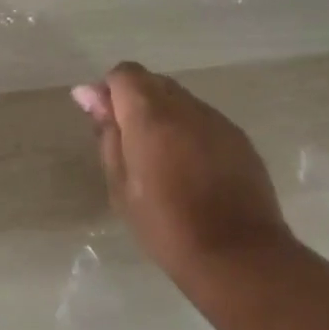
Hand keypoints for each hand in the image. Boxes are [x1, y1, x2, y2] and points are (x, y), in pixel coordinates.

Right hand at [73, 62, 292, 283]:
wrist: (237, 255)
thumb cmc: (165, 224)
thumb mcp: (120, 184)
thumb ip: (107, 133)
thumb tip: (89, 94)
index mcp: (150, 115)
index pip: (124, 74)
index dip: (109, 92)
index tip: (104, 123)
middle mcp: (186, 107)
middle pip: (153, 83)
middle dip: (136, 102)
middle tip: (129, 145)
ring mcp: (218, 121)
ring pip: (181, 101)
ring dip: (164, 117)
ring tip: (161, 160)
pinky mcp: (240, 139)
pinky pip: (204, 120)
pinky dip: (189, 132)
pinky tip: (190, 168)